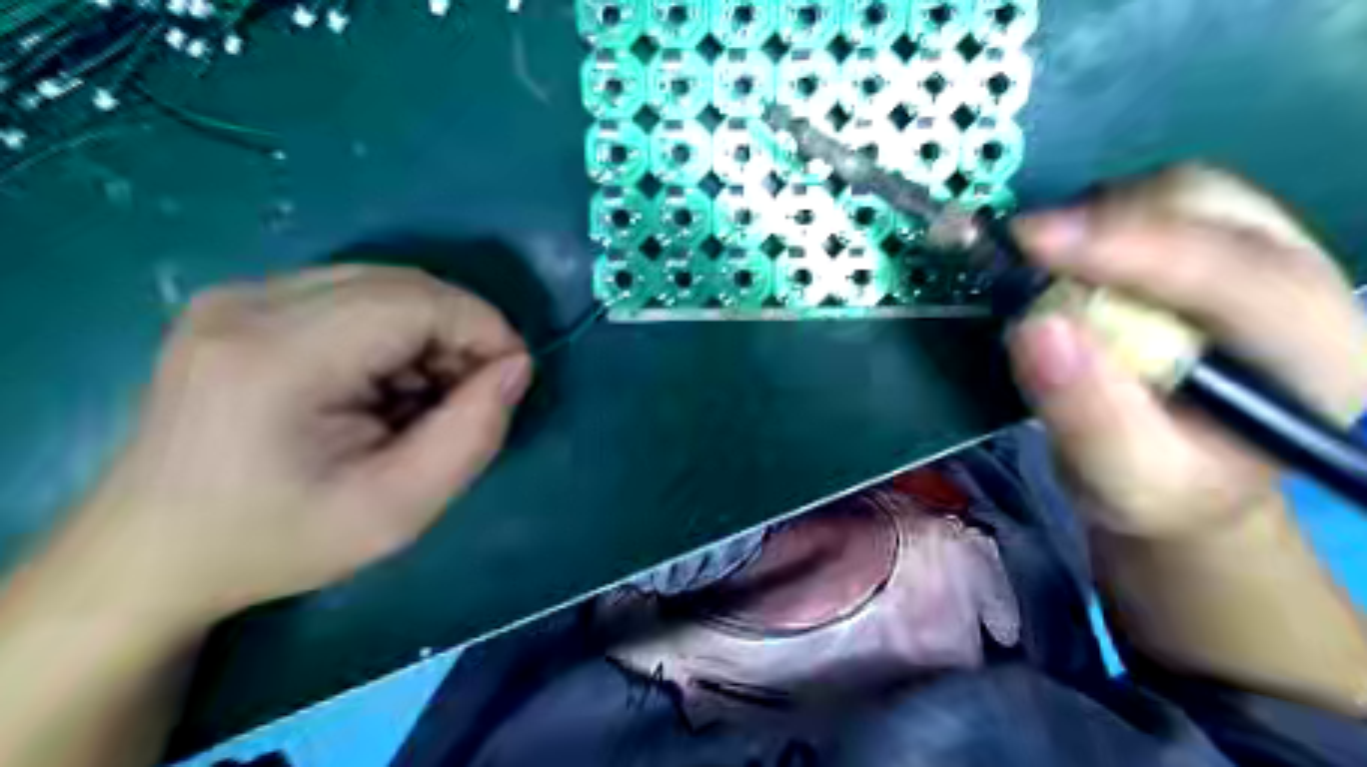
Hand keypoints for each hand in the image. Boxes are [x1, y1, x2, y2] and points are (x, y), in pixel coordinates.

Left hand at [72, 268, 533, 618]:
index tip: (511, 378)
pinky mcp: (238, 303)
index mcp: (280, 356)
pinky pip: (350, 294)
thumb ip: (473, 434)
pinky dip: (391, 331)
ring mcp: (237, 296)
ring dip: (428, 331)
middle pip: (402, 284)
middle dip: (459, 330)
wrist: (154, 553)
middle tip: (471, 394)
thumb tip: (516, 366)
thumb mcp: (399, 510)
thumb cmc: (279, 541)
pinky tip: (382, 383)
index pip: (418, 301)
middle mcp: (250, 303)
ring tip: (423, 397)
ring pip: (382, 283)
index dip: (483, 328)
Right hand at [1003, 169, 1365, 539]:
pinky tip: (1067, 262)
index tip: (1033, 241)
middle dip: (1110, 224)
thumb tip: (1036, 328)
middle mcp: (1308, 289)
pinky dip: (1098, 218)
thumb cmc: (1159, 486)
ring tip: (1043, 265)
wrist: (1179, 472)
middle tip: (1026, 253)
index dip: (1133, 250)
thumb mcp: (1123, 480)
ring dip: (1099, 218)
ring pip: (1184, 192)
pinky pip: (1156, 202)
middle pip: (1215, 211)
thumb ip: (1088, 415)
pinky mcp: (1219, 243)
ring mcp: (1266, 256)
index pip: (1238, 278)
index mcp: (1320, 361)